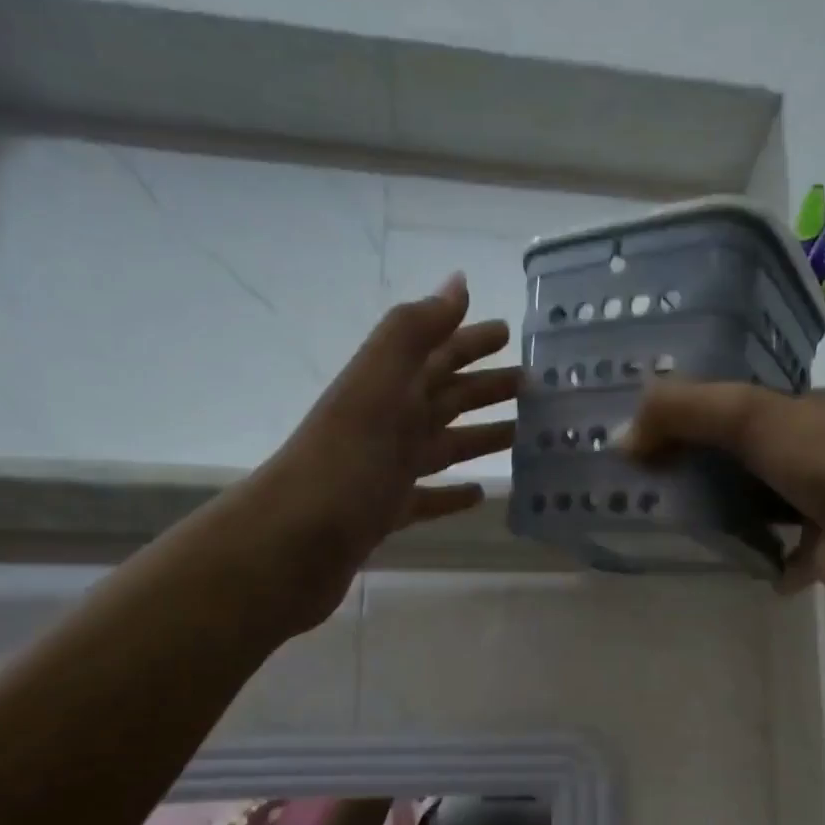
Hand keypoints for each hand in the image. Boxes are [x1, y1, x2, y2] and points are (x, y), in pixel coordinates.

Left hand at [237, 273, 517, 629]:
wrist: (293, 542)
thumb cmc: (345, 460)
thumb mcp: (379, 383)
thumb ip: (415, 331)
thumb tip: (458, 282)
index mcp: (389, 388)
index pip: (438, 353)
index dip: (471, 340)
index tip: (511, 332)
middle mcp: (389, 423)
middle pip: (445, 396)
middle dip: (485, 386)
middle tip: (531, 383)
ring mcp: (386, 470)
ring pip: (443, 445)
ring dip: (479, 437)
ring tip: (520, 435)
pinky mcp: (386, 513)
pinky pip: (428, 498)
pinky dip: (453, 494)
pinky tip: (479, 494)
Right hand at [621, 381, 824, 604]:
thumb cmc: (824, 457)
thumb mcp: (746, 415)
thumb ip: (681, 412)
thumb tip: (622, 438)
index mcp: (813, 410)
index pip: (754, 404)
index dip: (709, 412)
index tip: (666, 431)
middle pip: (761, 455)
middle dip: (719, 466)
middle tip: (665, 481)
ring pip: (775, 504)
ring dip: (741, 512)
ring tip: (689, 523)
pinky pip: (792, 555)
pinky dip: (771, 561)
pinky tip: (744, 566)